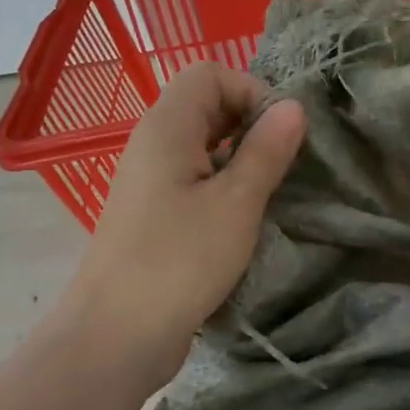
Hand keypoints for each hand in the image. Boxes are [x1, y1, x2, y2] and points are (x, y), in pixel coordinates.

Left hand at [64, 63, 306, 381]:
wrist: (116, 335)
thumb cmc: (180, 261)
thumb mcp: (237, 203)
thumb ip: (266, 150)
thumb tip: (293, 107)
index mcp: (167, 127)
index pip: (210, 73)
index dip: (251, 90)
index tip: (279, 133)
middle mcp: (153, 143)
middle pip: (205, 104)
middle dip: (250, 122)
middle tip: (281, 162)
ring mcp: (150, 179)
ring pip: (202, 143)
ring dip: (240, 156)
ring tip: (269, 190)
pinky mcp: (153, 212)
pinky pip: (193, 176)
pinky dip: (223, 183)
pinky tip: (244, 216)